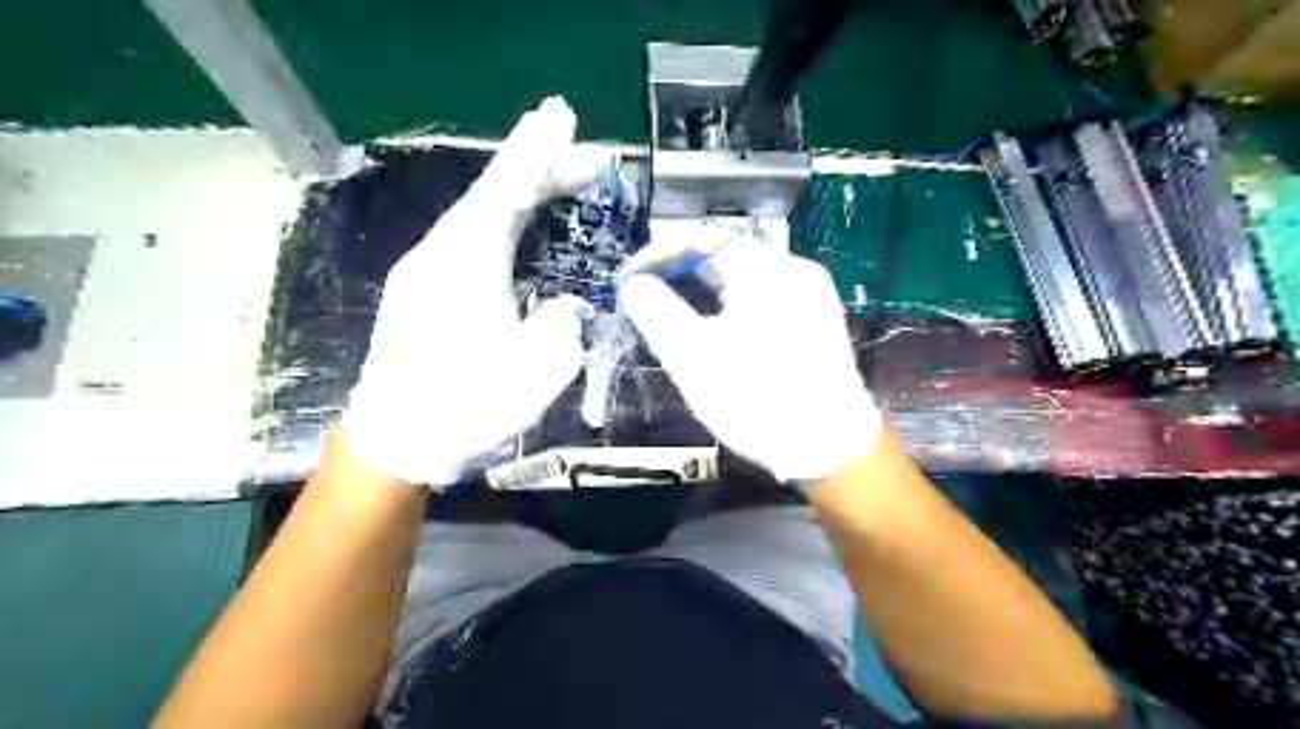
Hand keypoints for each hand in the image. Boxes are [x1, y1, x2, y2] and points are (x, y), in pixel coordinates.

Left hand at [344, 97, 589, 484]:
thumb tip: (563, 304)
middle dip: (543, 172)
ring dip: (526, 199)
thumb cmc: (466, 406)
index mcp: (466, 261)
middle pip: (496, 197)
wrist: (396, 440)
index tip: (562, 113)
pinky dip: (507, 226)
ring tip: (566, 188)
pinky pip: (473, 241)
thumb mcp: (537, 370)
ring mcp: (428, 271)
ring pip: (483, 218)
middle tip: (590, 160)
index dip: (537, 150)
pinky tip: (526, 232)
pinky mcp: (425, 292)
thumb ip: (562, 323)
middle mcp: (442, 253)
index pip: (506, 189)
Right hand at [618, 234, 882, 483]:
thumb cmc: (756, 399)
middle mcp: (795, 268)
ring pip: (746, 276)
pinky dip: (734, 303)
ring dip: (706, 289)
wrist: (831, 447)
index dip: (656, 256)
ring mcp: (812, 293)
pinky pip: (767, 296)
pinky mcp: (818, 319)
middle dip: (681, 274)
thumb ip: (655, 311)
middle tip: (647, 301)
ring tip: (675, 316)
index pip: (699, 238)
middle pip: (725, 254)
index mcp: (764, 268)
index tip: (628, 282)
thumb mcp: (692, 356)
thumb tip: (633, 283)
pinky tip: (717, 330)